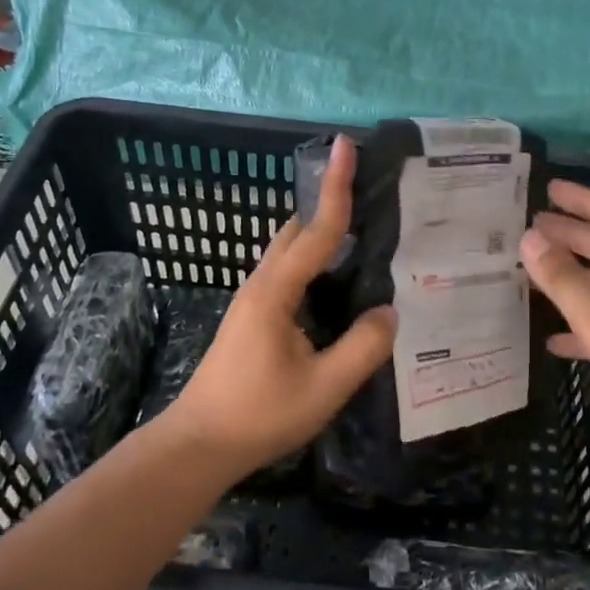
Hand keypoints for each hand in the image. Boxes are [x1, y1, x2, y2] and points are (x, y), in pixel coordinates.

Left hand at [170, 135, 395, 475]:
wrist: (199, 444)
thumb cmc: (259, 414)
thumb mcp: (323, 387)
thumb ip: (363, 348)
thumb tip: (390, 312)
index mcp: (276, 291)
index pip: (316, 229)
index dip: (336, 187)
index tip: (344, 145)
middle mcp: (262, 284)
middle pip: (297, 230)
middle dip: (328, 204)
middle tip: (370, 194)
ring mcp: (253, 300)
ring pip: (290, 252)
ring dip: (320, 234)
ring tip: (363, 234)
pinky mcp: (253, 317)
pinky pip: (288, 273)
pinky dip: (314, 261)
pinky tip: (337, 284)